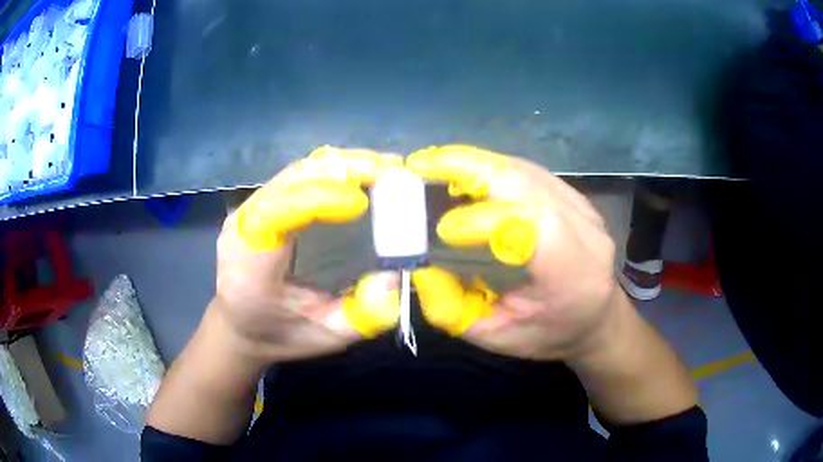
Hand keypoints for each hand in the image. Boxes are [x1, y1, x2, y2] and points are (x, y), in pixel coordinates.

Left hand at [211, 146, 402, 365]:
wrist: (238, 325)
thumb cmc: (278, 335)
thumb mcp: (324, 338)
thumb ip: (360, 316)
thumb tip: (393, 276)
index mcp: (250, 265)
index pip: (279, 213)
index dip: (320, 199)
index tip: (363, 202)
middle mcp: (243, 227)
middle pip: (290, 181)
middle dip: (342, 170)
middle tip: (390, 169)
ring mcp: (248, 210)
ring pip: (295, 172)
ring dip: (341, 165)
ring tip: (381, 166)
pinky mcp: (258, 204)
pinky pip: (295, 177)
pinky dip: (330, 170)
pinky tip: (357, 171)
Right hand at [407, 145, 619, 360]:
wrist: (598, 319)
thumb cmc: (551, 333)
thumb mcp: (499, 339)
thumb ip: (456, 311)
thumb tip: (422, 270)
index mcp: (572, 273)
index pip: (533, 227)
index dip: (486, 221)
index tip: (443, 231)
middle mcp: (584, 230)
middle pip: (526, 182)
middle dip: (468, 168)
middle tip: (420, 165)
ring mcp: (582, 207)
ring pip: (524, 170)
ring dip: (475, 163)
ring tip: (434, 164)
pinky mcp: (574, 197)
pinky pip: (529, 172)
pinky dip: (491, 168)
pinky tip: (466, 173)